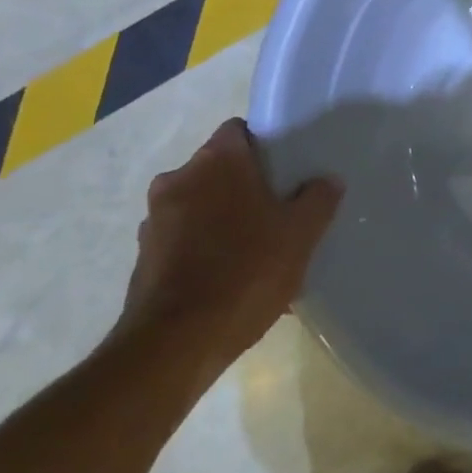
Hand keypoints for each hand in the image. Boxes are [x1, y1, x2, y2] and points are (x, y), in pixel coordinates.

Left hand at [117, 118, 342, 389]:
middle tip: (279, 212)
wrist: (177, 341)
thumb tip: (327, 180)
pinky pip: (184, 239)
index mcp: (216, 161)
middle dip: (246, 186)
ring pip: (200, 205)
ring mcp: (155, 218)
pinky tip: (232, 279)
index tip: (287, 171)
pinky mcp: (144, 256)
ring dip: (224, 218)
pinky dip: (205, 248)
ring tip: (257, 251)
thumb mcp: (300, 234)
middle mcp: (178, 179)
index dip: (265, 146)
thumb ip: (318, 199)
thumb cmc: (246, 271)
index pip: (240, 131)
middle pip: (219, 169)